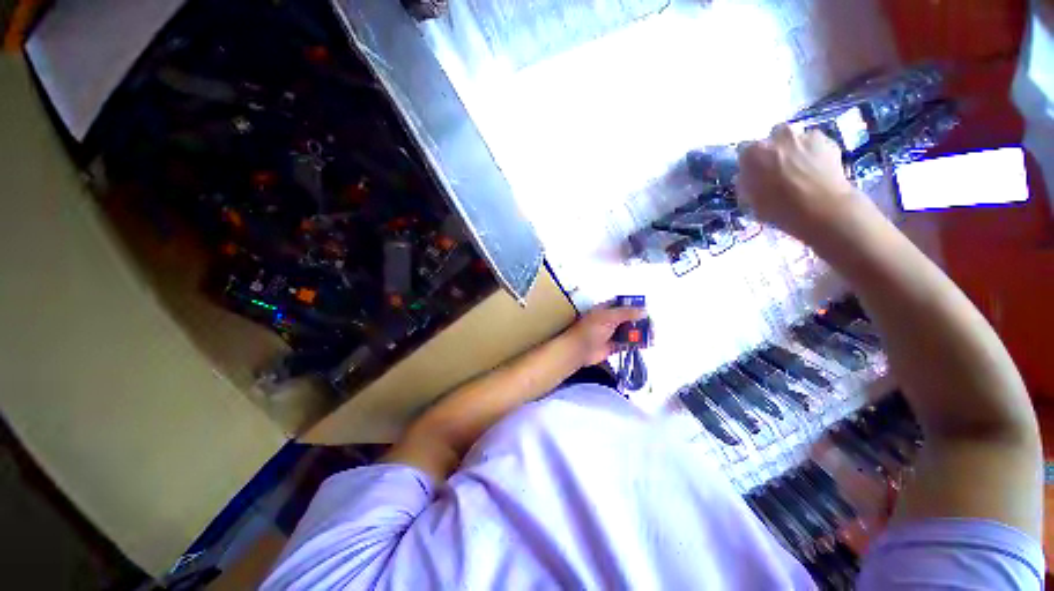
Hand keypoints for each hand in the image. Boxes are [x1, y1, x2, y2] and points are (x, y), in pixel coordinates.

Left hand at [563, 306, 648, 366]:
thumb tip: (644, 311)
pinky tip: (646, 344)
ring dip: (640, 332)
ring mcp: (612, 333)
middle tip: (651, 325)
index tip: (646, 309)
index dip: (634, 305)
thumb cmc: (590, 330)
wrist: (579, 350)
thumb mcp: (608, 317)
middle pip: (629, 318)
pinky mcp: (614, 346)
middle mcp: (610, 320)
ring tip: (652, 335)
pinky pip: (628, 343)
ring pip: (630, 331)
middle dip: (640, 321)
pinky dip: (637, 343)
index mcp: (606, 309)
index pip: (622, 304)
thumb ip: (626, 313)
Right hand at [736, 125, 873, 240]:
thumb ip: (745, 183)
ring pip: (794, 138)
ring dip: (793, 148)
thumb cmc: (778, 208)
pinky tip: (815, 169)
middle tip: (776, 167)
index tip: (752, 172)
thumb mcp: (750, 200)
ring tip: (798, 168)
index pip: (743, 150)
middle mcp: (776, 137)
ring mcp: (803, 136)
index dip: (748, 162)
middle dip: (773, 149)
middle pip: (771, 137)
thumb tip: (746, 176)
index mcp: (752, 153)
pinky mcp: (827, 139)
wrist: (821, 208)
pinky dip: (813, 152)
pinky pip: (814, 142)